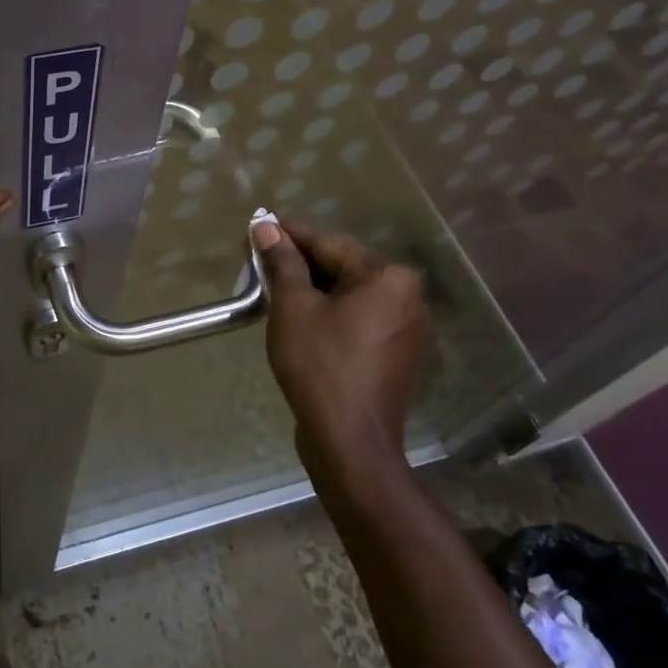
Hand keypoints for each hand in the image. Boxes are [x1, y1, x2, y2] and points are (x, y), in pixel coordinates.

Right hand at [252, 218, 432, 506]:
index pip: (329, 243)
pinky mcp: (399, 353)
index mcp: (388, 277)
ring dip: (315, 288)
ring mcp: (408, 327)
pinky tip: (302, 317)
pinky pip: (361, 318)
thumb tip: (266, 227)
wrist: (350, 441)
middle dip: (301, 263)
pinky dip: (332, 313)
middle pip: (343, 267)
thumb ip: (282, 262)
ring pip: (352, 294)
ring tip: (275, 287)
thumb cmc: (320, 366)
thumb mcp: (293, 307)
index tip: (259, 225)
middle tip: (261, 259)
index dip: (289, 234)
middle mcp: (408, 296)